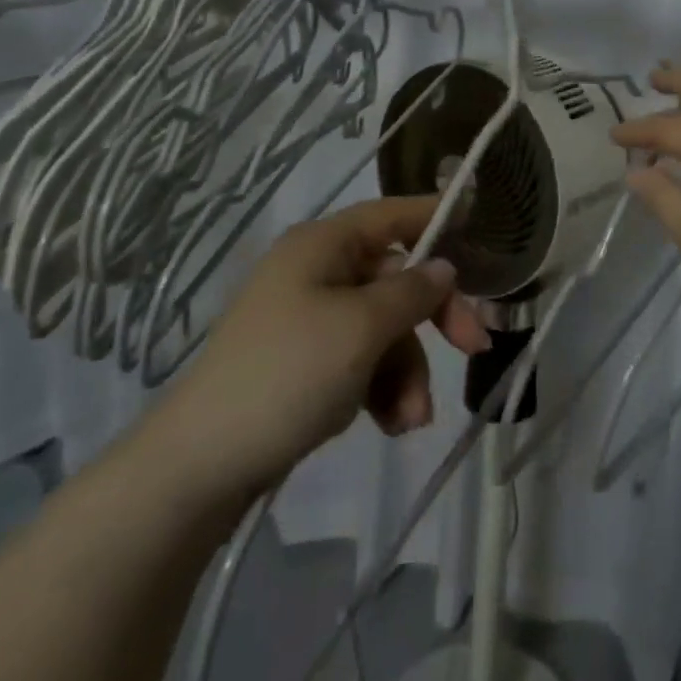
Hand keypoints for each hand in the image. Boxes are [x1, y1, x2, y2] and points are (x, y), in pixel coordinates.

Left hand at [141, 196, 490, 519]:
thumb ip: (411, 293)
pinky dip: (383, 388)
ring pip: (384, 329)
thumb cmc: (288, 374)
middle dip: (433, 319)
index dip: (435, 214)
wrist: (200, 466)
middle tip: (474, 348)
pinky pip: (362, 361)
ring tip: (411, 419)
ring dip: (408, 370)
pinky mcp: (305, 364)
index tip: (480, 223)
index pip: (391, 214)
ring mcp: (309, 320)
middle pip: (396, 279)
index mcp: (323, 246)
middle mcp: (317, 272)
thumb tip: (443, 267)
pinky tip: (390, 425)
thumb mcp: (361, 328)